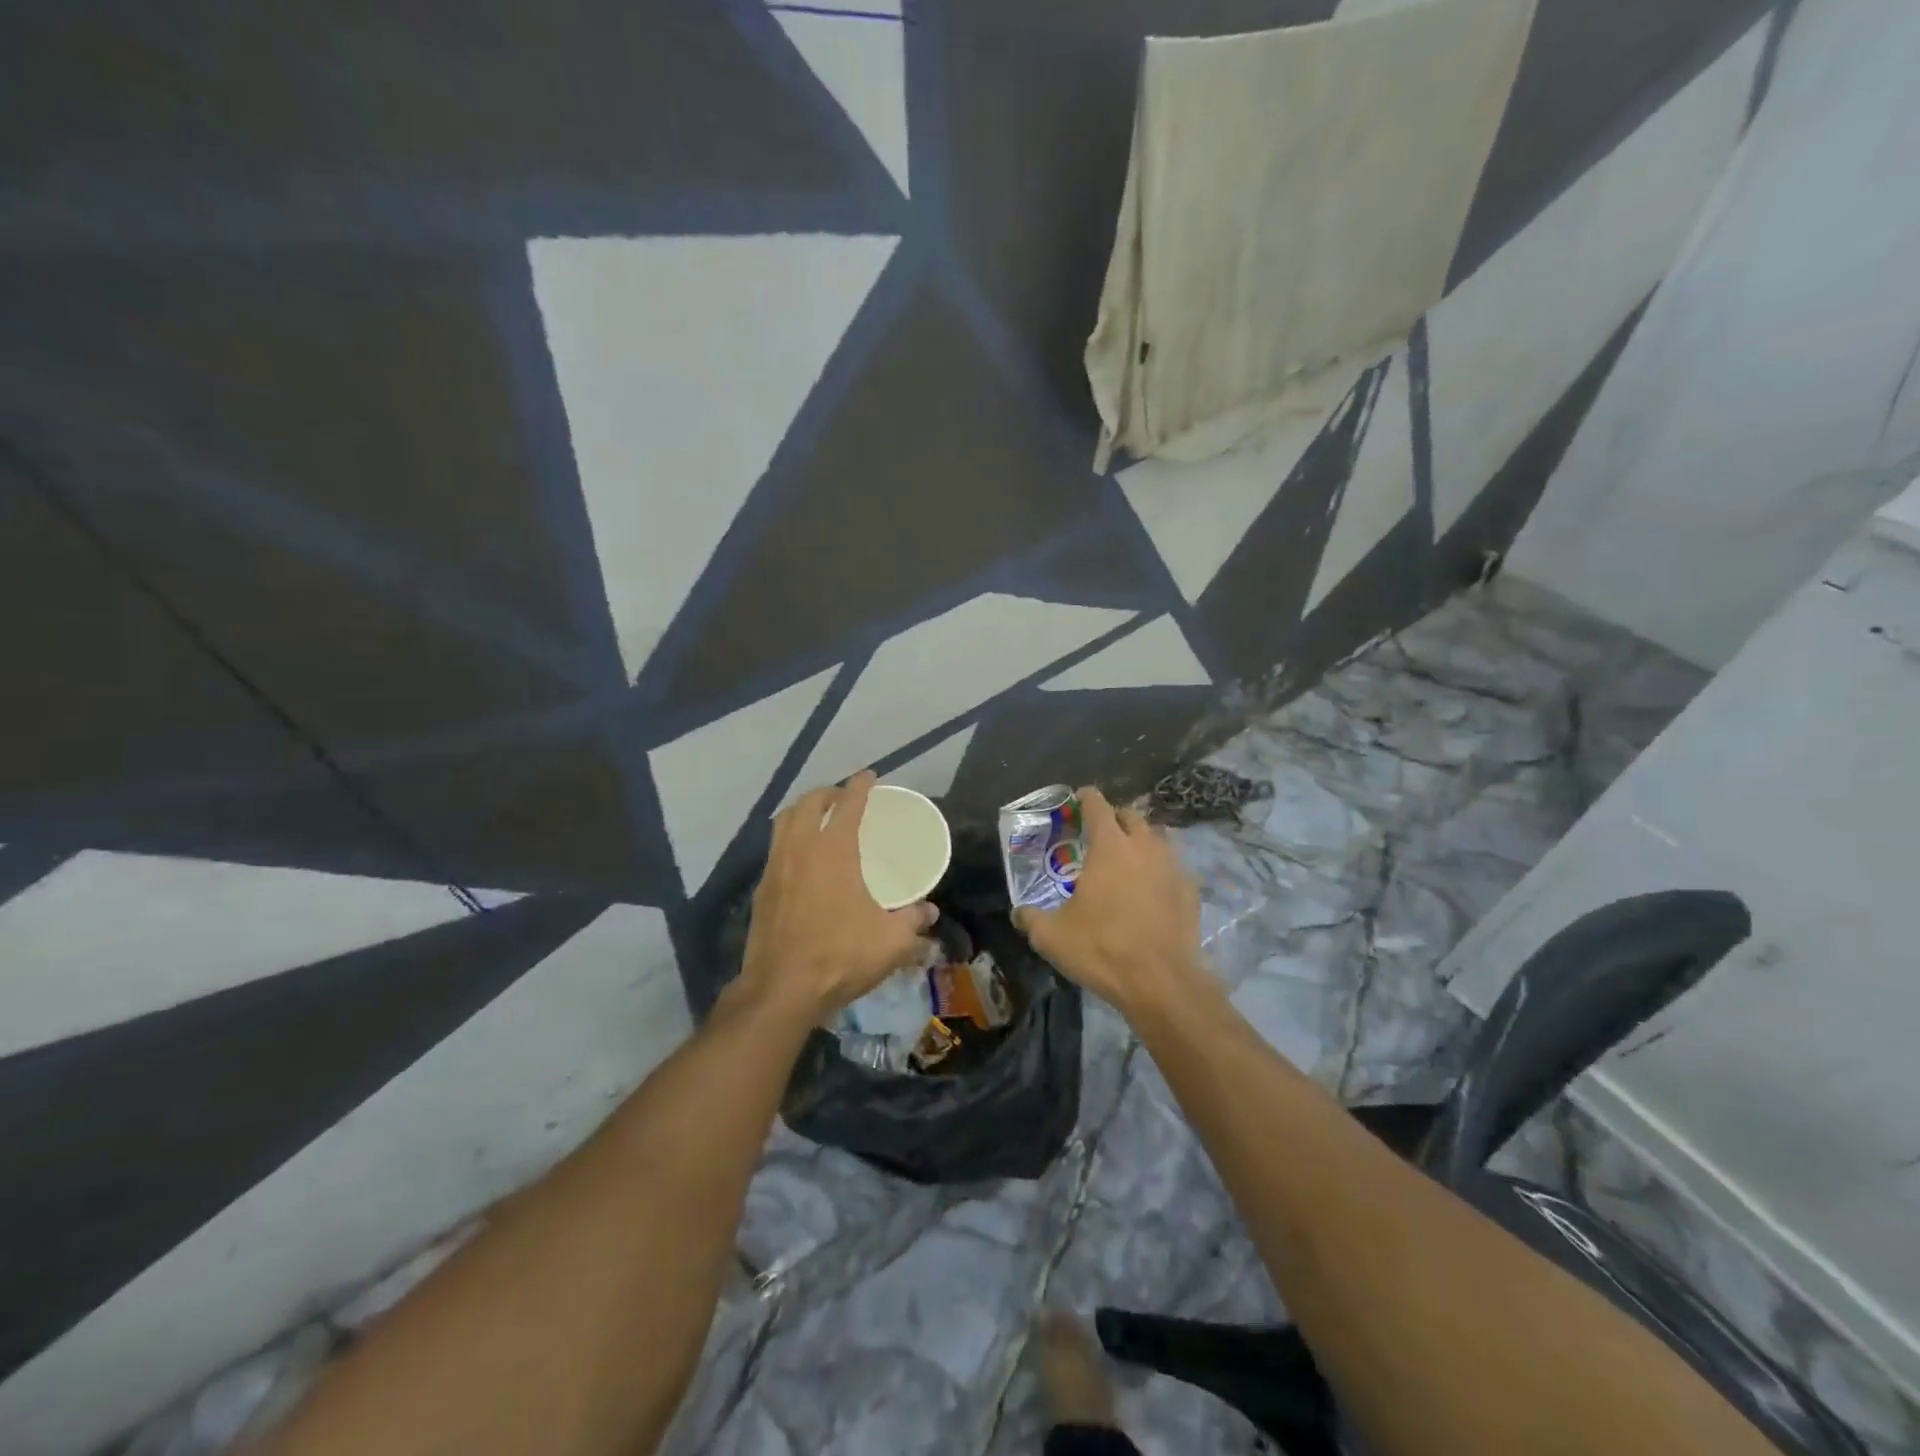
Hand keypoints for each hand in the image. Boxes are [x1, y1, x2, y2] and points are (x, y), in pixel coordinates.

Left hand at [738, 772, 937, 1022]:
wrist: (781, 989)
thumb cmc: (841, 956)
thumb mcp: (891, 941)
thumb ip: (913, 920)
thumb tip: (929, 911)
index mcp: (834, 850)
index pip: (849, 804)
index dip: (860, 786)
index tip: (869, 776)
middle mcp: (800, 848)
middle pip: (809, 803)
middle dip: (828, 792)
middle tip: (844, 797)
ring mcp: (775, 867)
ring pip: (784, 821)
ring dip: (802, 810)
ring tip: (817, 818)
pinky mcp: (761, 890)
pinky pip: (774, 848)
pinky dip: (788, 838)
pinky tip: (799, 858)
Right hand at [1014, 787, 1205, 1016]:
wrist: (1161, 982)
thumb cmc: (1102, 949)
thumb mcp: (1052, 936)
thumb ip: (1031, 918)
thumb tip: (1019, 913)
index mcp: (1109, 847)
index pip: (1098, 806)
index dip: (1087, 797)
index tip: (1079, 797)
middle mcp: (1144, 847)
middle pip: (1132, 815)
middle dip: (1115, 817)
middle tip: (1100, 831)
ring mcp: (1172, 867)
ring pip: (1157, 838)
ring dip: (1141, 839)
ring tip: (1127, 856)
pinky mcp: (1191, 891)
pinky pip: (1174, 867)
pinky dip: (1160, 868)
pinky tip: (1152, 887)